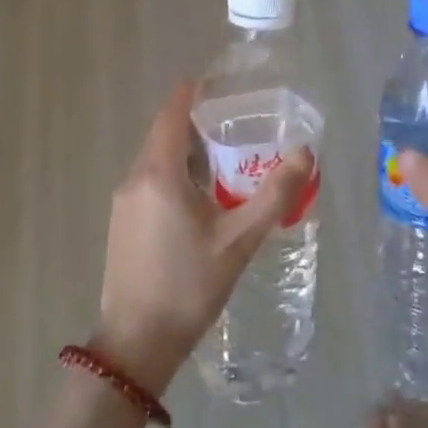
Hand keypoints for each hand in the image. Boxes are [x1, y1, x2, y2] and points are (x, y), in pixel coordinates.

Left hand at [96, 81, 313, 393]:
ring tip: (227, 158)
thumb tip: (305, 154)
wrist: (138, 342)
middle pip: (164, 134)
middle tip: (238, 123)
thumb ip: (275, 194)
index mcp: (159, 173)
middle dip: (197, 123)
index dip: (194, 93)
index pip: (172, 112)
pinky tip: (202, 196)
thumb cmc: (190, 285)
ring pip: (156, 160)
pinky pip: (150, 181)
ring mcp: (123, 202)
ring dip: (187, 151)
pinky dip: (175, 174)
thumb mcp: (240, 239)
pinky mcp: (122, 222)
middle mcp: (134, 178)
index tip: (222, 84)